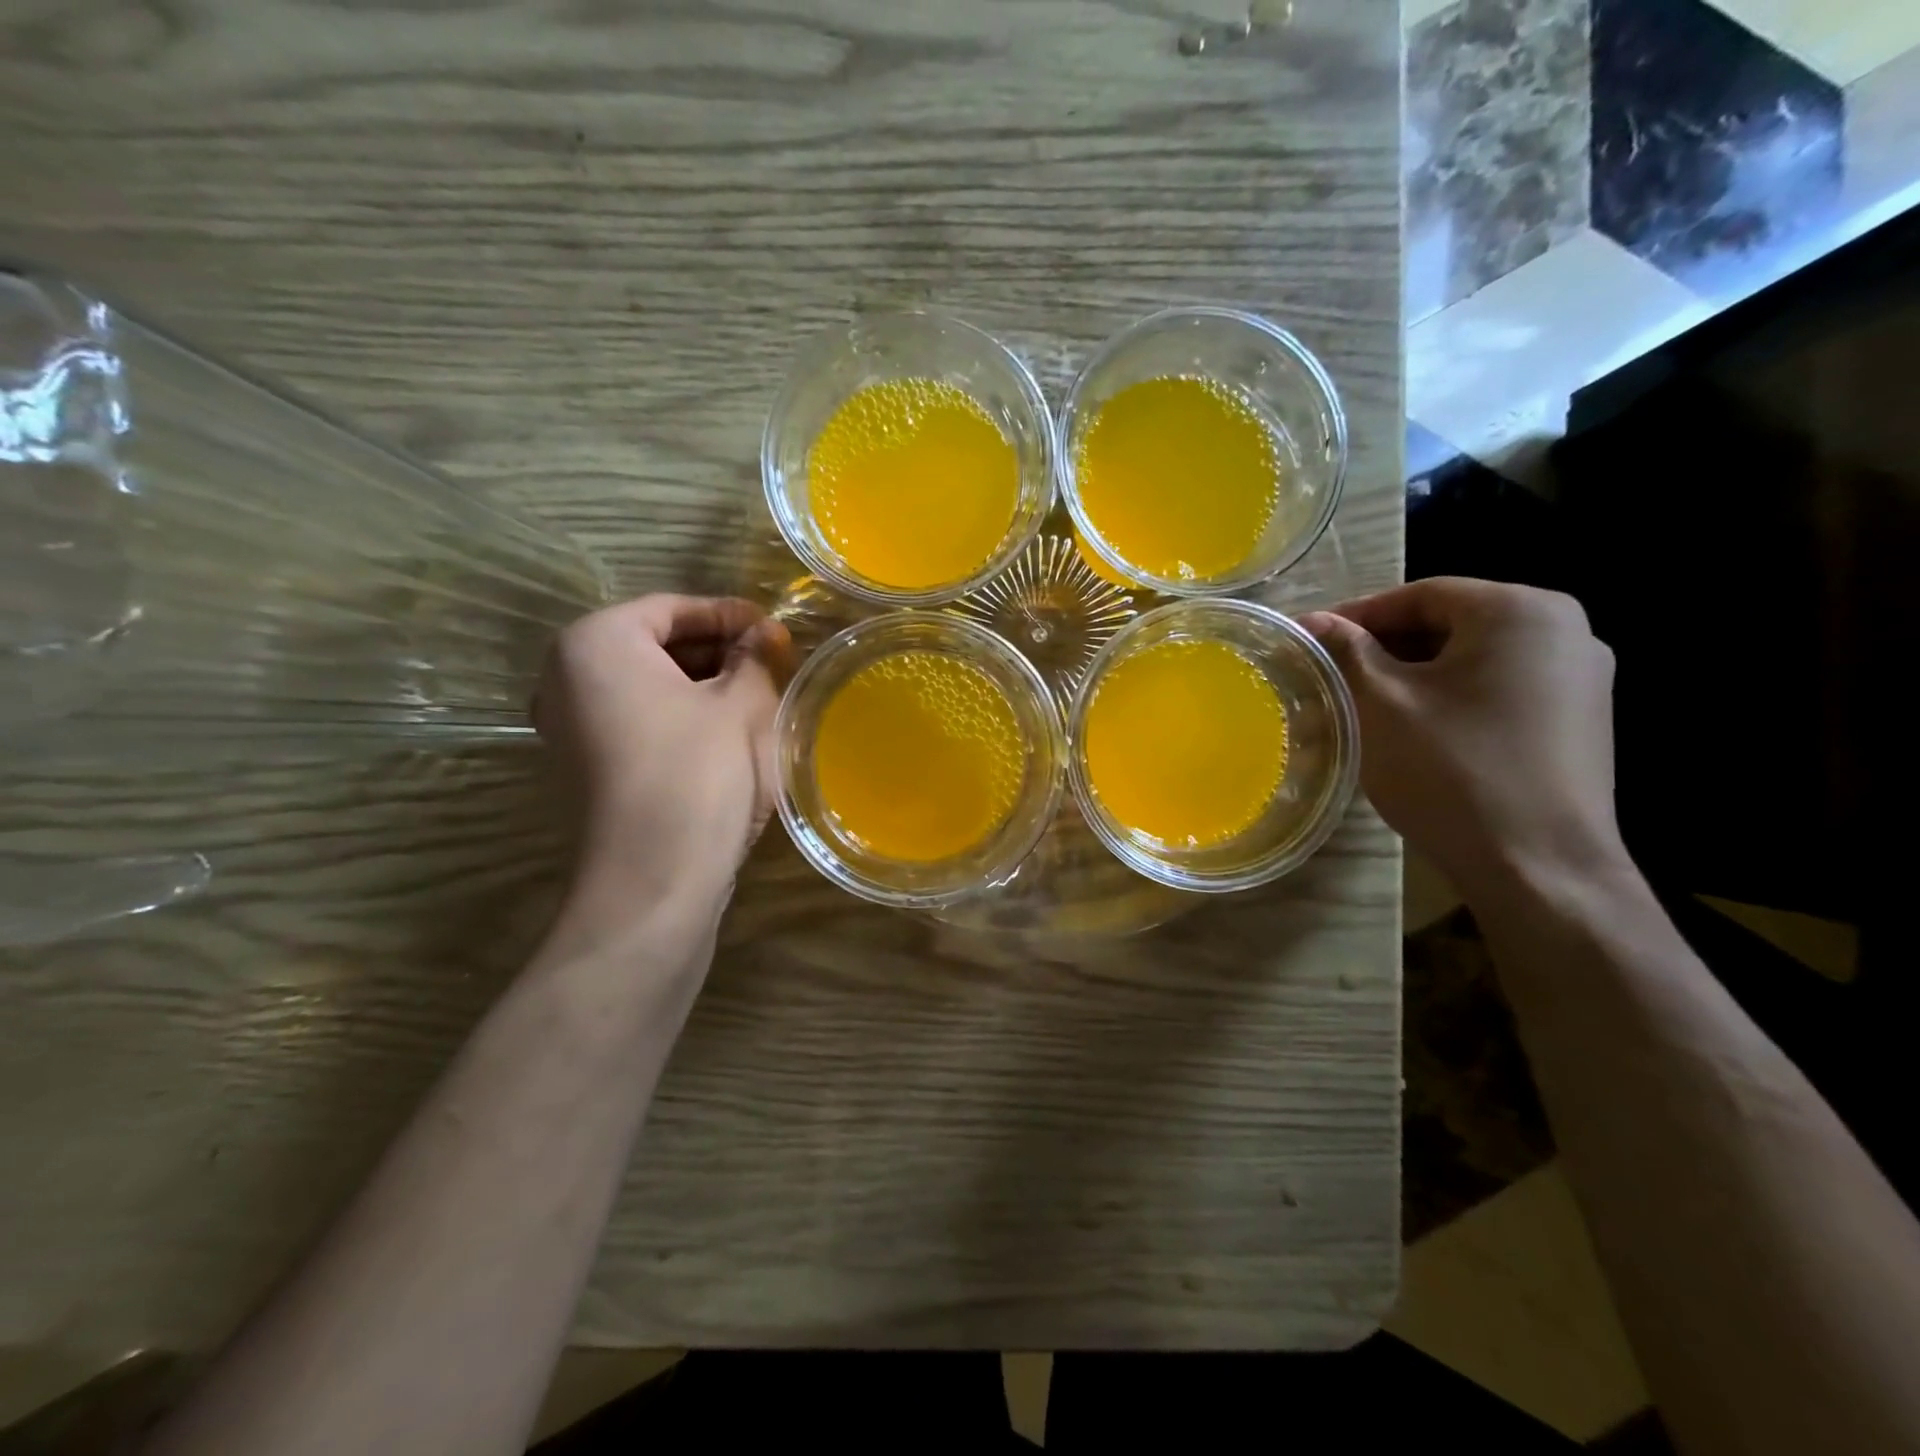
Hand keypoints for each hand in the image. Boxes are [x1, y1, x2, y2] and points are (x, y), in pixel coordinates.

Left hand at [534, 595, 791, 910]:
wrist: (654, 880)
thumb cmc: (699, 773)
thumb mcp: (742, 705)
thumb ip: (754, 657)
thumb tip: (764, 635)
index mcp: (596, 642)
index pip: (672, 608)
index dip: (731, 614)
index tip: (775, 629)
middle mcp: (565, 676)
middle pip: (653, 644)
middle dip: (716, 650)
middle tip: (770, 662)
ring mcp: (567, 726)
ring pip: (646, 685)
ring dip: (701, 685)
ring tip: (756, 696)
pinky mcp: (582, 767)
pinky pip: (636, 720)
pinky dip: (679, 716)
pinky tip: (723, 733)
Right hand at [1301, 579, 1627, 903]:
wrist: (1538, 867)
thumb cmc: (1451, 770)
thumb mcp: (1382, 704)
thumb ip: (1347, 651)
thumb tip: (1314, 622)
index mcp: (1521, 611)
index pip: (1421, 595)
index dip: (1357, 615)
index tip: (1311, 639)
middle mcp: (1565, 631)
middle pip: (1451, 623)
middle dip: (1385, 646)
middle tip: (1332, 672)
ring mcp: (1582, 678)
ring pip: (1474, 658)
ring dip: (1415, 673)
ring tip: (1364, 702)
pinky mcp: (1580, 721)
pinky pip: (1499, 688)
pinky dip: (1451, 697)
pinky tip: (1416, 730)